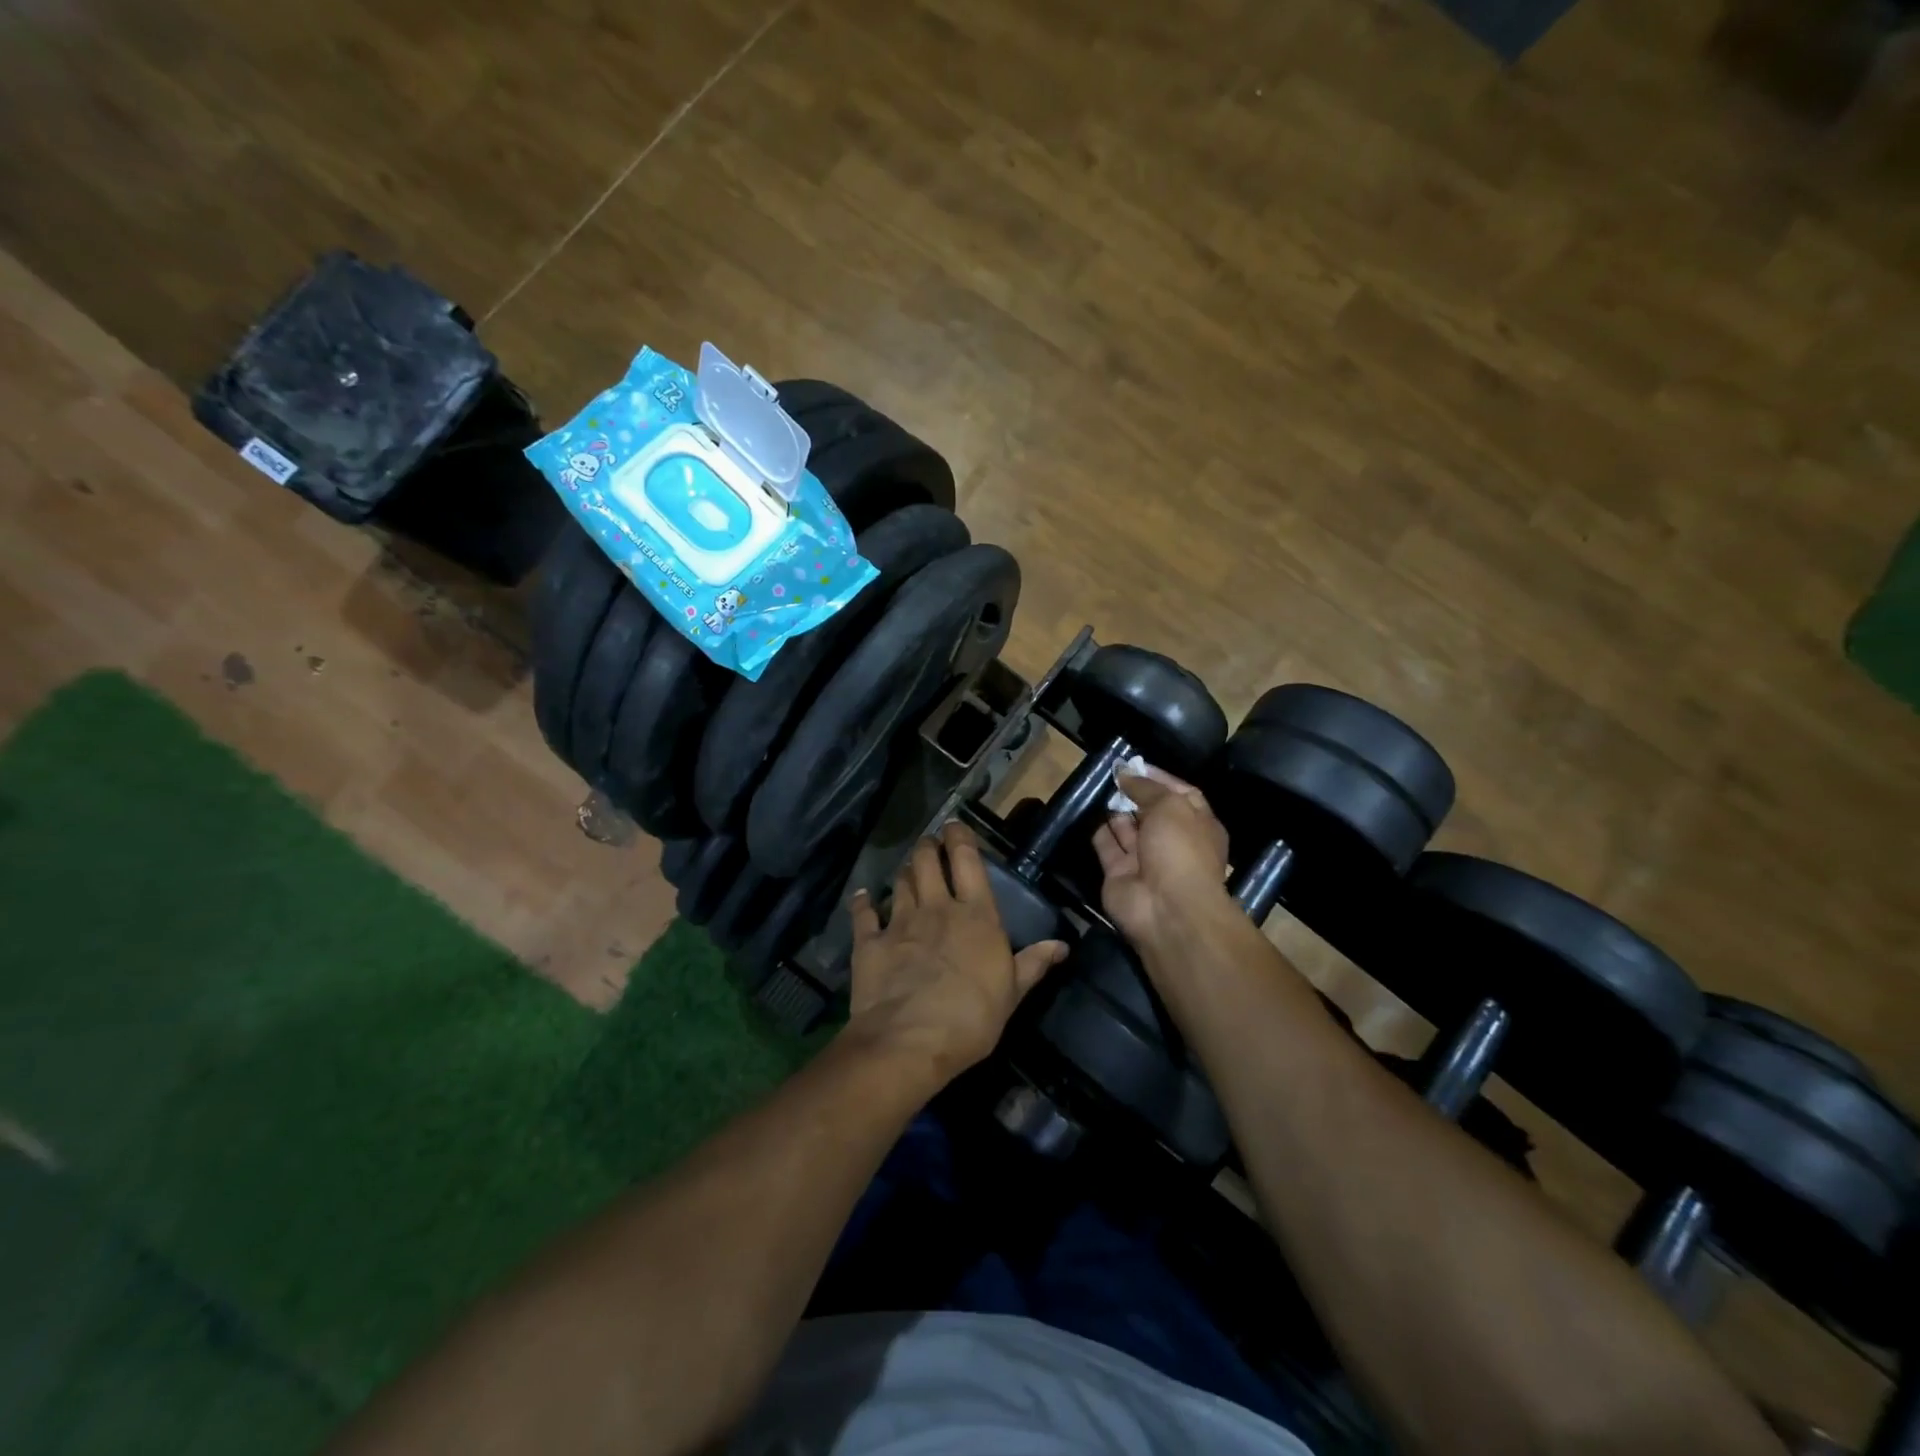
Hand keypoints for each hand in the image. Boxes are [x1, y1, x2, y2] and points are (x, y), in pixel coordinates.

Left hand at [846, 822, 1068, 1083]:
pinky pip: (863, 914)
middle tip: (929, 844)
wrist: (909, 1042)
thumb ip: (1033, 964)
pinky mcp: (870, 942)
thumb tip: (1063, 945)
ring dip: (905, 871)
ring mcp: (900, 923)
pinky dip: (863, 902)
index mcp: (976, 916)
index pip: (968, 862)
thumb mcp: (1012, 994)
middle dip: (928, 847)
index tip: (954, 826)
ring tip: (908, 868)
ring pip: (900, 882)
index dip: (960, 838)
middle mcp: (937, 908)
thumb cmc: (971, 1018)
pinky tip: (862, 896)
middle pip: (928, 862)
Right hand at [1093, 769, 1231, 946]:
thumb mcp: (1171, 806)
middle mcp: (1172, 841)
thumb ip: (1146, 788)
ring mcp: (1144, 859)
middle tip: (1110, 773)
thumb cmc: (1180, 850)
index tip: (1133, 763)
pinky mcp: (1118, 873)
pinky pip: (1107, 845)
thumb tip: (1125, 773)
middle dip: (1133, 792)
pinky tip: (1086, 809)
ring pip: (1127, 828)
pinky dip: (1098, 829)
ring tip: (1097, 785)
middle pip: (1150, 811)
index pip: (1180, 793)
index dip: (1157, 777)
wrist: (1166, 909)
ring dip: (1114, 809)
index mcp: (1198, 824)